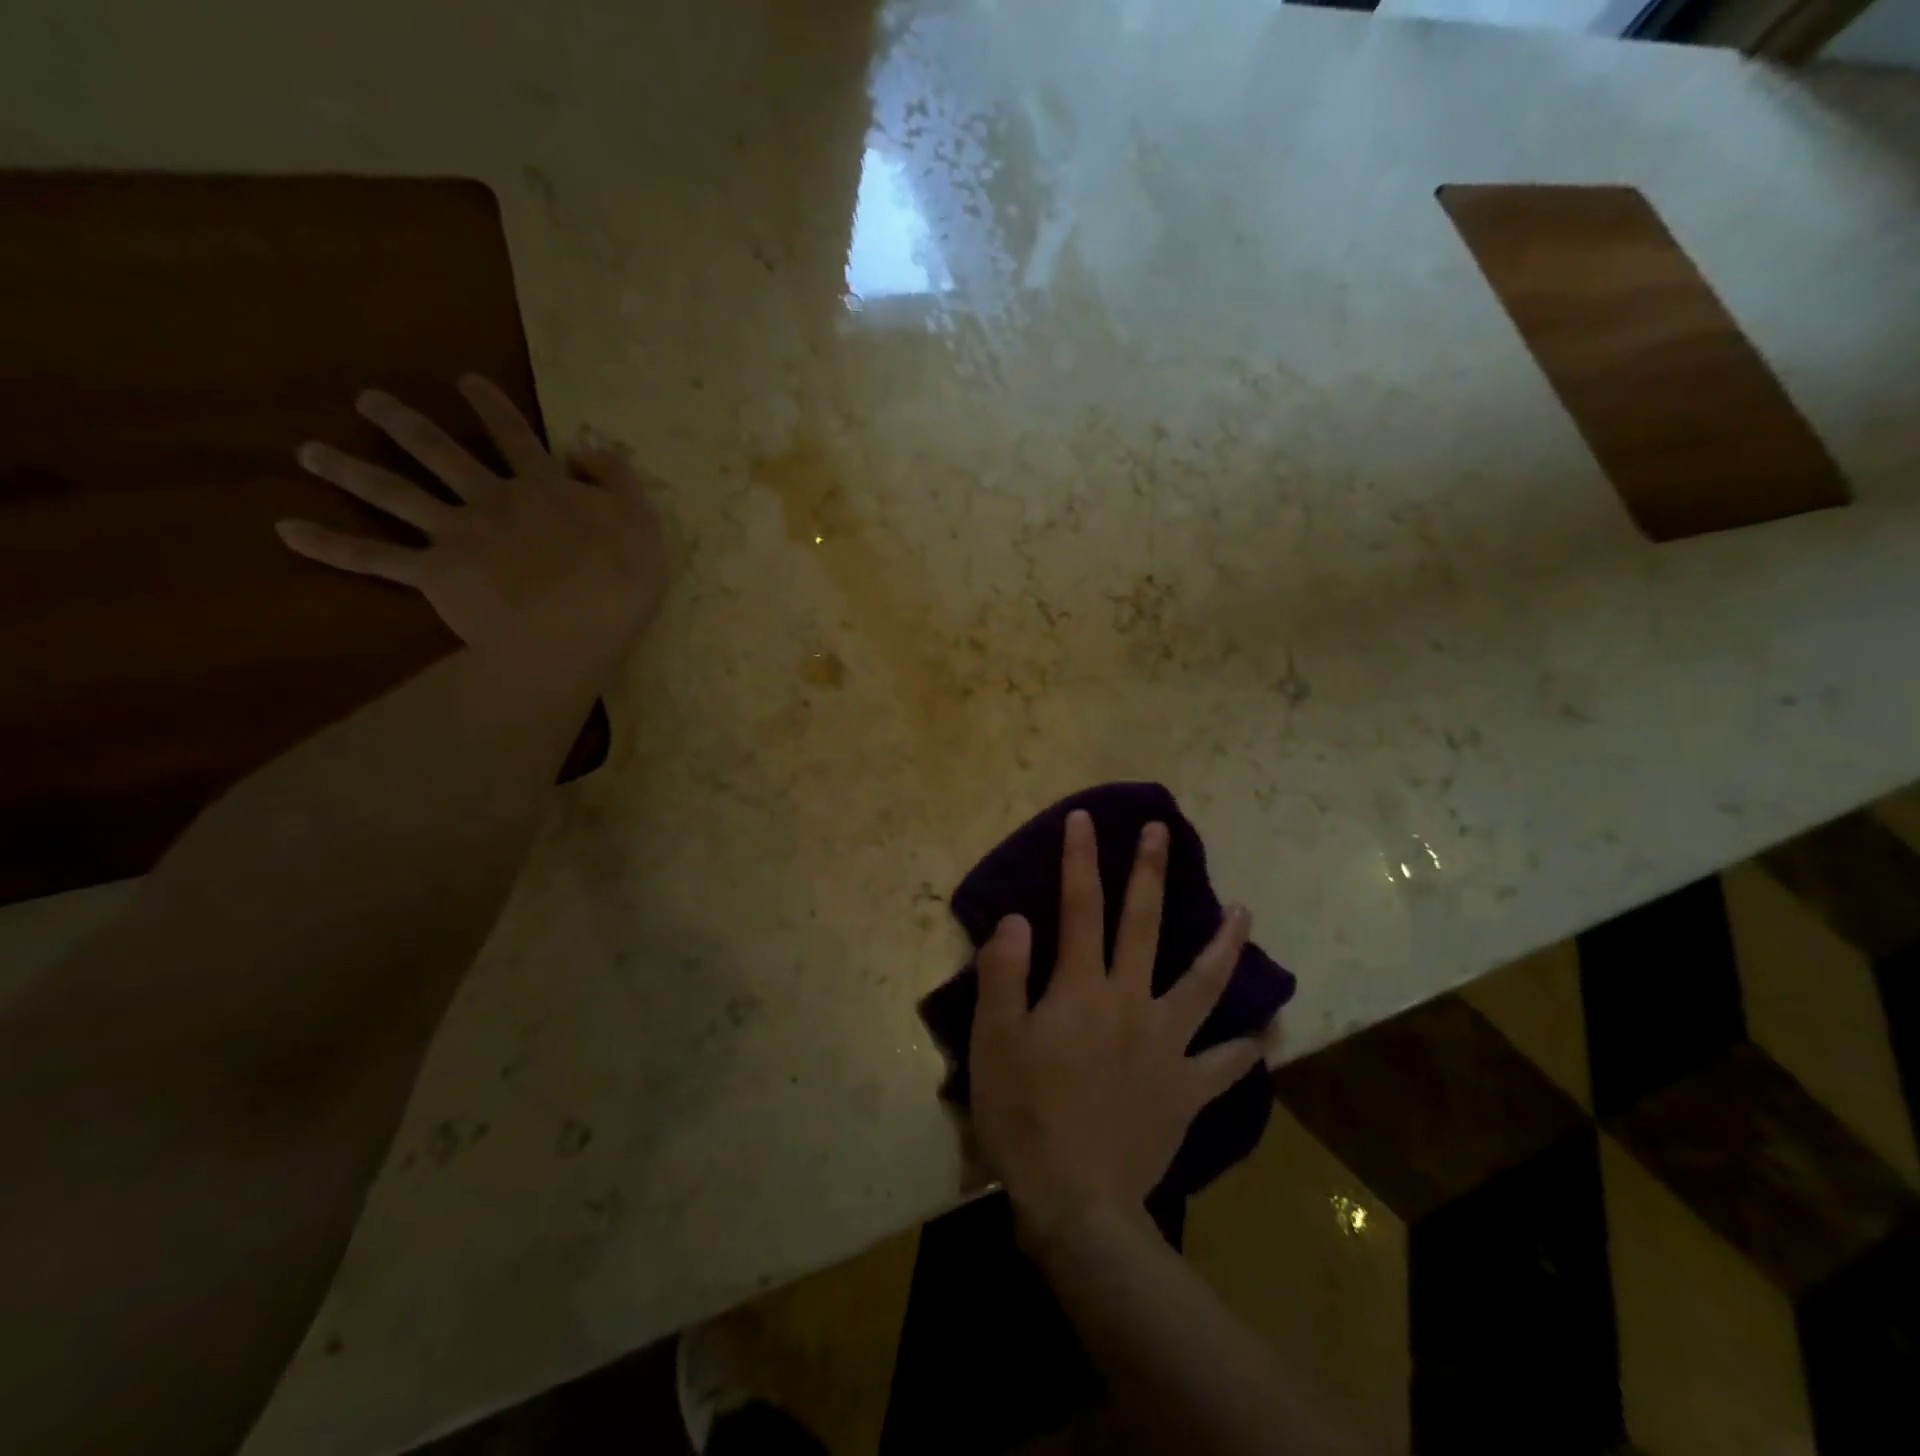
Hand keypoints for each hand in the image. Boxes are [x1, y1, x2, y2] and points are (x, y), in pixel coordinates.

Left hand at [278, 375, 667, 646]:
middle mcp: (491, 499)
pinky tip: (287, 531)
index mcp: (542, 488)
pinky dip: (329, 546)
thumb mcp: (643, 523)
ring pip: (394, 493)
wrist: (576, 628)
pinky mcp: (435, 573)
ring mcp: (457, 534)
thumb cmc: (619, 583)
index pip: (515, 436)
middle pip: (438, 451)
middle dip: (403, 423)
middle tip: (369, 401)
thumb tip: (587, 448)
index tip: (466, 381)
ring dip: (349, 469)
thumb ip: (618, 481)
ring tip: (310, 452)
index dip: (493, 407)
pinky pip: (373, 558)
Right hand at [970, 809, 1269, 1239]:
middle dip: (1151, 873)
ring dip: (1224, 945)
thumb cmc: (1025, 1116)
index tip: (1084, 819)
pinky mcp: (1186, 1088)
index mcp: (1081, 988)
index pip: (1079, 907)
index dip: (1080, 860)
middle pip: (1144, 925)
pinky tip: (1271, 1031)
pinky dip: (1249, 1046)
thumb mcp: (994, 1041)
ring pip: (1203, 983)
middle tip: (1163, 831)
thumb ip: (1003, 974)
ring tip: (1244, 912)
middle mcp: (1131, 1002)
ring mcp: (1167, 1045)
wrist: (1077, 1202)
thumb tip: (1017, 918)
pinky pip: (1225, 1064)